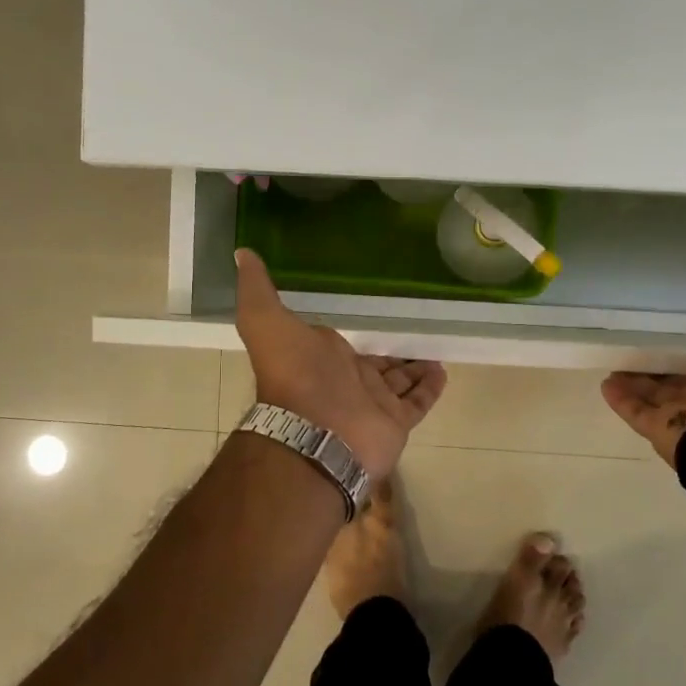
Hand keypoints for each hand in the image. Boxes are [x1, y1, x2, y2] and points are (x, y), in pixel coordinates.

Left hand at [235, 249, 446, 478]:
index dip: (361, 334)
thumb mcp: (265, 321)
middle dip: (394, 354)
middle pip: (377, 365)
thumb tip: (242, 253)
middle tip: (418, 334)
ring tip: (436, 351)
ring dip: (415, 368)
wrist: (316, 432)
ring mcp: (373, 404)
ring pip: (400, 383)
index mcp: (323, 359)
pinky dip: (430, 389)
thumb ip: (258, 289)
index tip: (379, 317)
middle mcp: (349, 382)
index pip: (347, 345)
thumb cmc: (295, 374)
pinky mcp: (396, 423)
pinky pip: (418, 403)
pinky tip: (443, 370)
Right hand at [600, 268, 685, 466]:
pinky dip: (621, 400)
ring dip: (636, 384)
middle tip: (637, 350)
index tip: (673, 327)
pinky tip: (605, 384)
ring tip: (614, 368)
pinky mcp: (663, 435)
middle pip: (682, 381)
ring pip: (657, 399)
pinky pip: (638, 414)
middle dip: (661, 368)